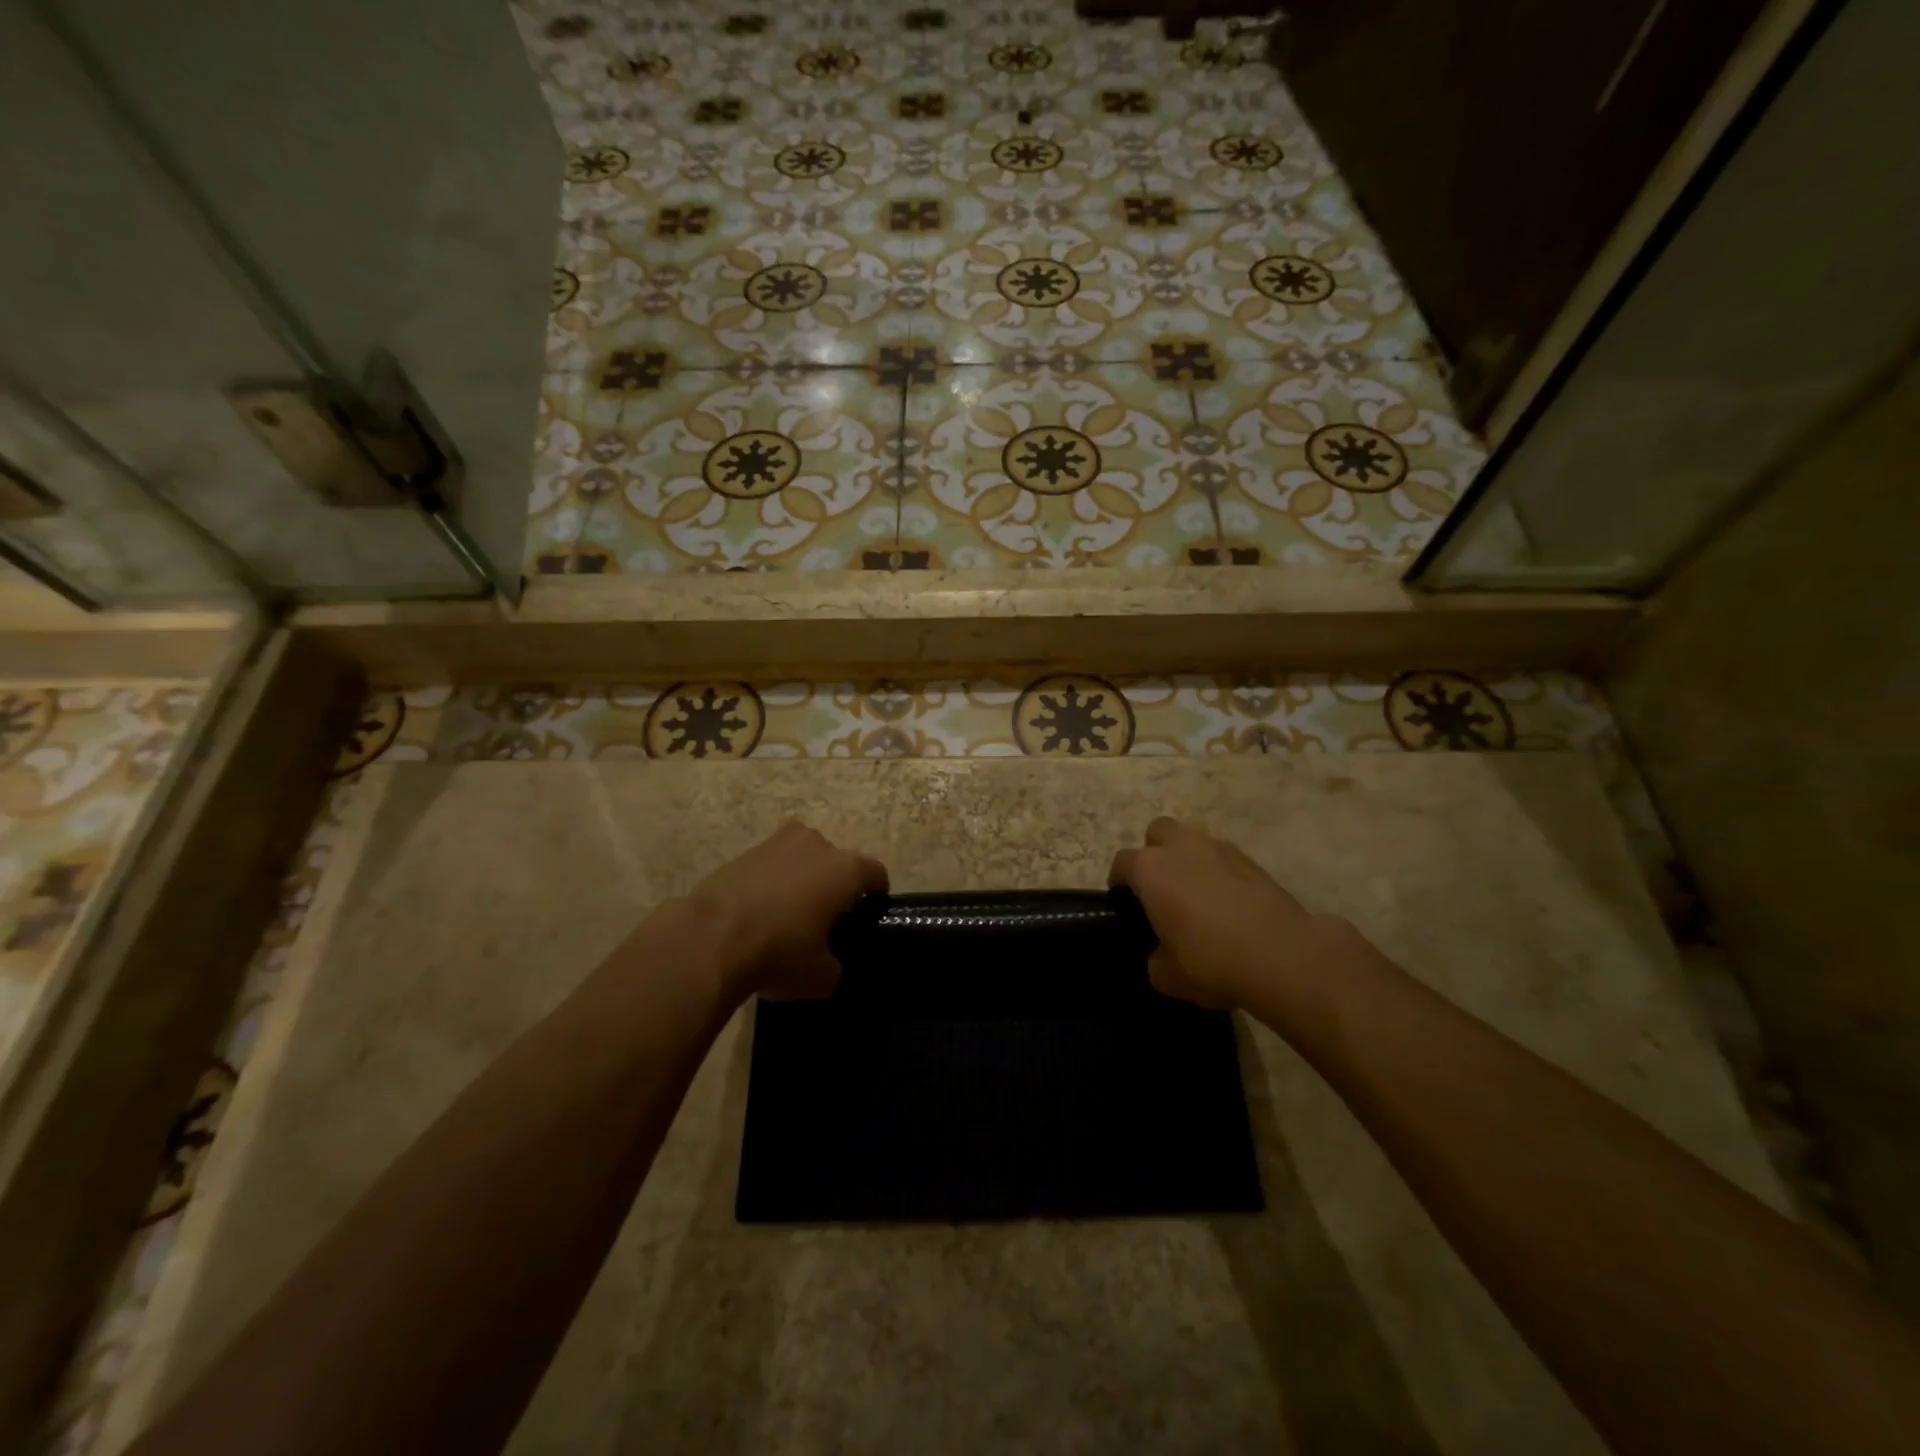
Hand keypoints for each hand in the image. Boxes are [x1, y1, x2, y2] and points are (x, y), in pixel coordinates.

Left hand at [686, 821, 887, 1002]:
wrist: (710, 938)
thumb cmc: (780, 952)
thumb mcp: (821, 976)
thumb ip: (834, 965)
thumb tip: (828, 962)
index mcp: (846, 869)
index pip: (876, 873)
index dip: (876, 893)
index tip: (868, 911)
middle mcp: (817, 845)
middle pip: (836, 862)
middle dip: (834, 884)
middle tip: (825, 917)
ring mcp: (778, 843)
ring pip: (801, 858)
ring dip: (801, 879)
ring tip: (789, 911)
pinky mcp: (744, 851)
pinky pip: (770, 866)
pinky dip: (771, 883)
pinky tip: (759, 911)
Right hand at [1109, 816, 1360, 1017]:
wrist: (1281, 955)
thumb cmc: (1210, 961)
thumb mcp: (1166, 975)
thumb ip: (1155, 957)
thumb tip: (1161, 953)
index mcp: (1150, 869)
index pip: (1122, 863)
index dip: (1120, 882)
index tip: (1125, 904)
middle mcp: (1181, 848)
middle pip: (1158, 832)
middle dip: (1155, 853)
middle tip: (1161, 888)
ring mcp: (1219, 849)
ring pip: (1194, 841)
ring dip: (1189, 860)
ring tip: (1198, 895)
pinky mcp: (1252, 861)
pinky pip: (1224, 859)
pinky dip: (1220, 874)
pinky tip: (1228, 904)